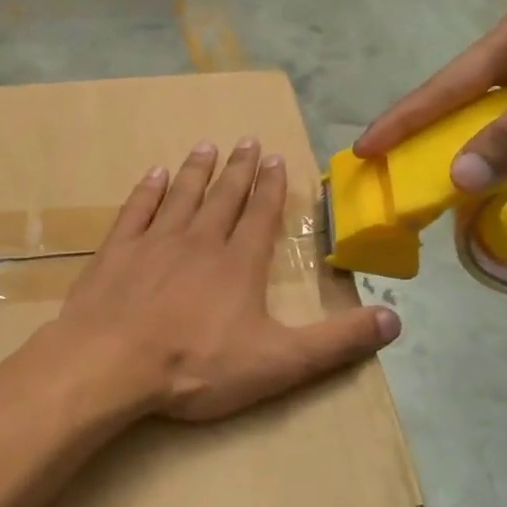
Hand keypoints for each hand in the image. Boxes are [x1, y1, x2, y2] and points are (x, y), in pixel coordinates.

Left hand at [53, 138, 400, 422]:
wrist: (111, 363)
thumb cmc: (196, 365)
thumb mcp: (279, 363)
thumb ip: (337, 342)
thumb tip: (395, 320)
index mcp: (238, 264)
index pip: (260, 216)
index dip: (271, 188)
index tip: (274, 158)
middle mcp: (198, 241)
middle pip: (223, 198)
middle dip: (238, 169)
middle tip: (246, 141)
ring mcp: (153, 243)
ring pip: (181, 196)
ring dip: (196, 171)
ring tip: (206, 146)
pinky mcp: (115, 252)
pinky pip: (135, 211)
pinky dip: (147, 191)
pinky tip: (153, 175)